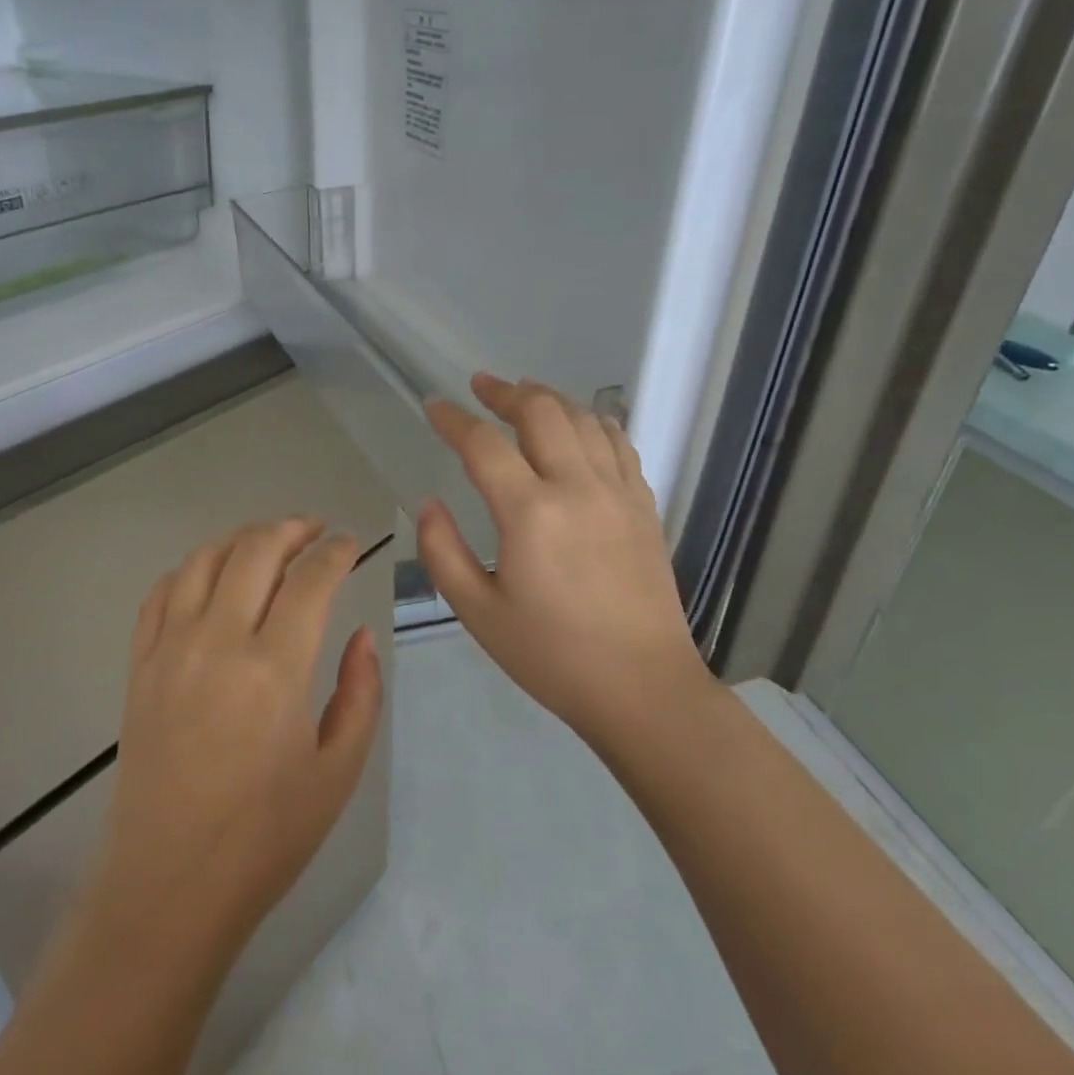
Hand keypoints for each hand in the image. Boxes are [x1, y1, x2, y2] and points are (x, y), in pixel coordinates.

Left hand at [86, 519, 384, 962]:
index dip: (336, 552)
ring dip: (240, 538)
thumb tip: (361, 636)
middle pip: (255, 551)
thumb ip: (360, 693)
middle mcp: (218, 642)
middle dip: (291, 528)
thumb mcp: (338, 771)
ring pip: (204, 561)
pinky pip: (160, 594)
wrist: (170, 883)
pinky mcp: (139, 666)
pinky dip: (190, 569)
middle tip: (315, 529)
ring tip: (267, 542)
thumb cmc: (266, 837)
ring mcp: (170, 650)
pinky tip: (210, 575)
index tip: (350, 544)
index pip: (311, 579)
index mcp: (275, 669)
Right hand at [418, 373, 716, 747]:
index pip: (484, 444)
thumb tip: (430, 504)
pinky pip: (619, 444)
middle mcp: (577, 488)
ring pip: (584, 419)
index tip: (433, 406)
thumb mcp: (478, 613)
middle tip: (481, 387)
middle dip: (506, 392)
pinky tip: (581, 425)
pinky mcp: (644, 506)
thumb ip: (443, 552)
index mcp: (530, 513)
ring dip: (550, 398)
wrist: (642, 687)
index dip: (454, 419)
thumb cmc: (551, 655)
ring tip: (525, 393)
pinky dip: (593, 422)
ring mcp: (618, 493)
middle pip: (542, 412)